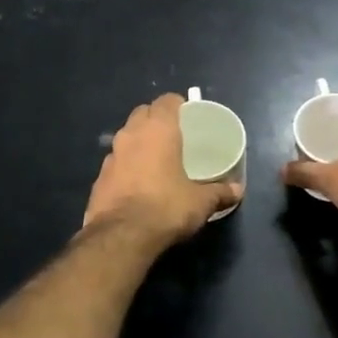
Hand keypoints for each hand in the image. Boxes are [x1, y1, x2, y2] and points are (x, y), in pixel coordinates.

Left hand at [84, 93, 241, 244]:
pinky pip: (116, 161)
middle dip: (156, 118)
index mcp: (158, 130)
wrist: (121, 236)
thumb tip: (237, 191)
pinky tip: (138, 182)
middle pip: (143, 113)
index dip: (178, 104)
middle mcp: (131, 134)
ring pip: (126, 136)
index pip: (166, 101)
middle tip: (174, 135)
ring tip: (156, 158)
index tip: (188, 115)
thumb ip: (219, 192)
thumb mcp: (200, 202)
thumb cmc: (166, 207)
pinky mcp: (99, 177)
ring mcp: (111, 155)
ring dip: (139, 141)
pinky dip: (127, 164)